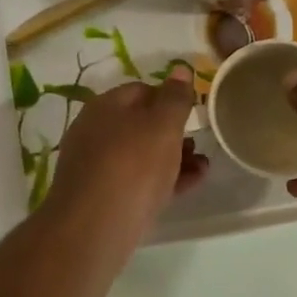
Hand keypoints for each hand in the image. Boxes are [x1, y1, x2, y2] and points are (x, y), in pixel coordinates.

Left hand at [46, 68, 207, 244]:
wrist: (94, 227)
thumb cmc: (132, 165)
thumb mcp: (162, 126)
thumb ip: (174, 98)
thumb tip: (179, 68)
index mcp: (106, 106)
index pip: (141, 90)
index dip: (169, 97)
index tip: (193, 110)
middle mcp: (96, 132)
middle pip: (140, 124)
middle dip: (173, 132)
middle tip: (200, 141)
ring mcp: (98, 166)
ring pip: (141, 155)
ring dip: (173, 157)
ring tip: (202, 165)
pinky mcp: (104, 197)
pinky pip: (138, 180)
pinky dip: (164, 179)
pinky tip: (190, 184)